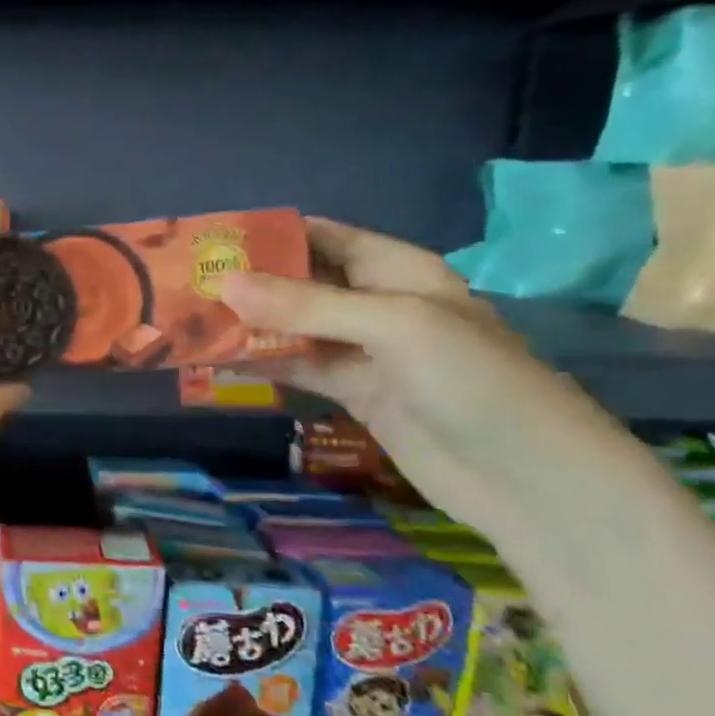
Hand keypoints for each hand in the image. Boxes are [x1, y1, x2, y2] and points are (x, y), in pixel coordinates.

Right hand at [220, 217, 647, 540]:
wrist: (531, 480)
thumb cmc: (475, 382)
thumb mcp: (393, 326)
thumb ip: (306, 304)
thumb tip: (223, 283)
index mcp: (397, 270)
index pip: (322, 237)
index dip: (268, 234)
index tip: (208, 238)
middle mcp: (376, 303)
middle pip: (299, 282)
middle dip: (246, 281)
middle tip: (182, 283)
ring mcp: (363, 351)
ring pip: (291, 326)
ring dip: (245, 324)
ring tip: (185, 320)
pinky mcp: (353, 392)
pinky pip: (296, 366)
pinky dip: (259, 362)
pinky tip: (214, 361)